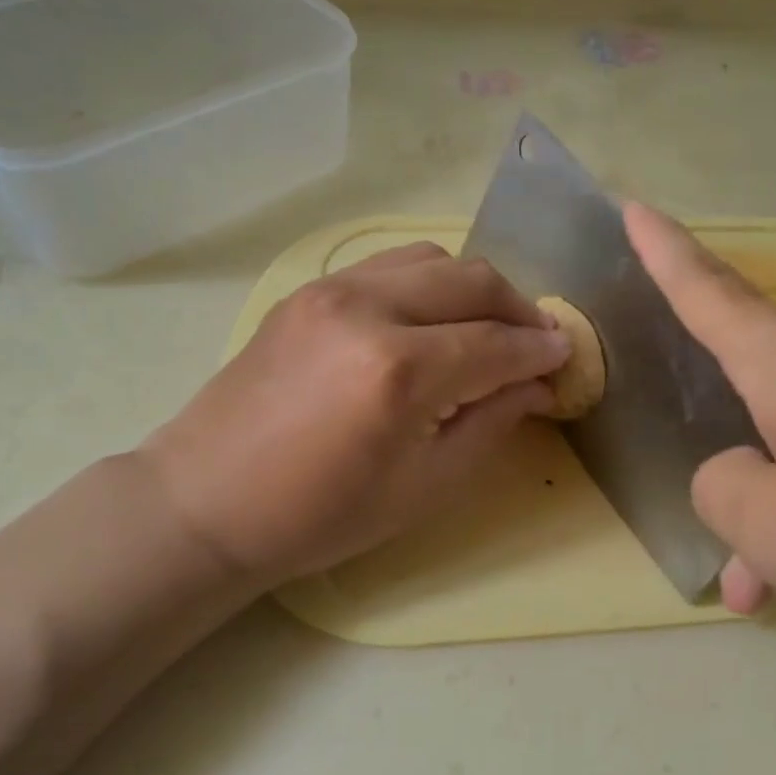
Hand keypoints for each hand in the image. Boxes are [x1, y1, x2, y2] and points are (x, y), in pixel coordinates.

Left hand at [140, 243, 569, 586]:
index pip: (497, 343)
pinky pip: (389, 266)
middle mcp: (368, 309)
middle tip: (536, 344)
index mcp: (400, 371)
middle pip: (472, 281)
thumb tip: (538, 385)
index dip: (541, 351)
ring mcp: (331, 290)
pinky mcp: (308, 291)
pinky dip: (427, 283)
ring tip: (486, 329)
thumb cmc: (322, 515)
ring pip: (432, 259)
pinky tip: (431, 321)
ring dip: (473, 289)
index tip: (567, 359)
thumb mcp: (425, 486)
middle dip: (519, 309)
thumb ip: (491, 423)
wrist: (208, 501)